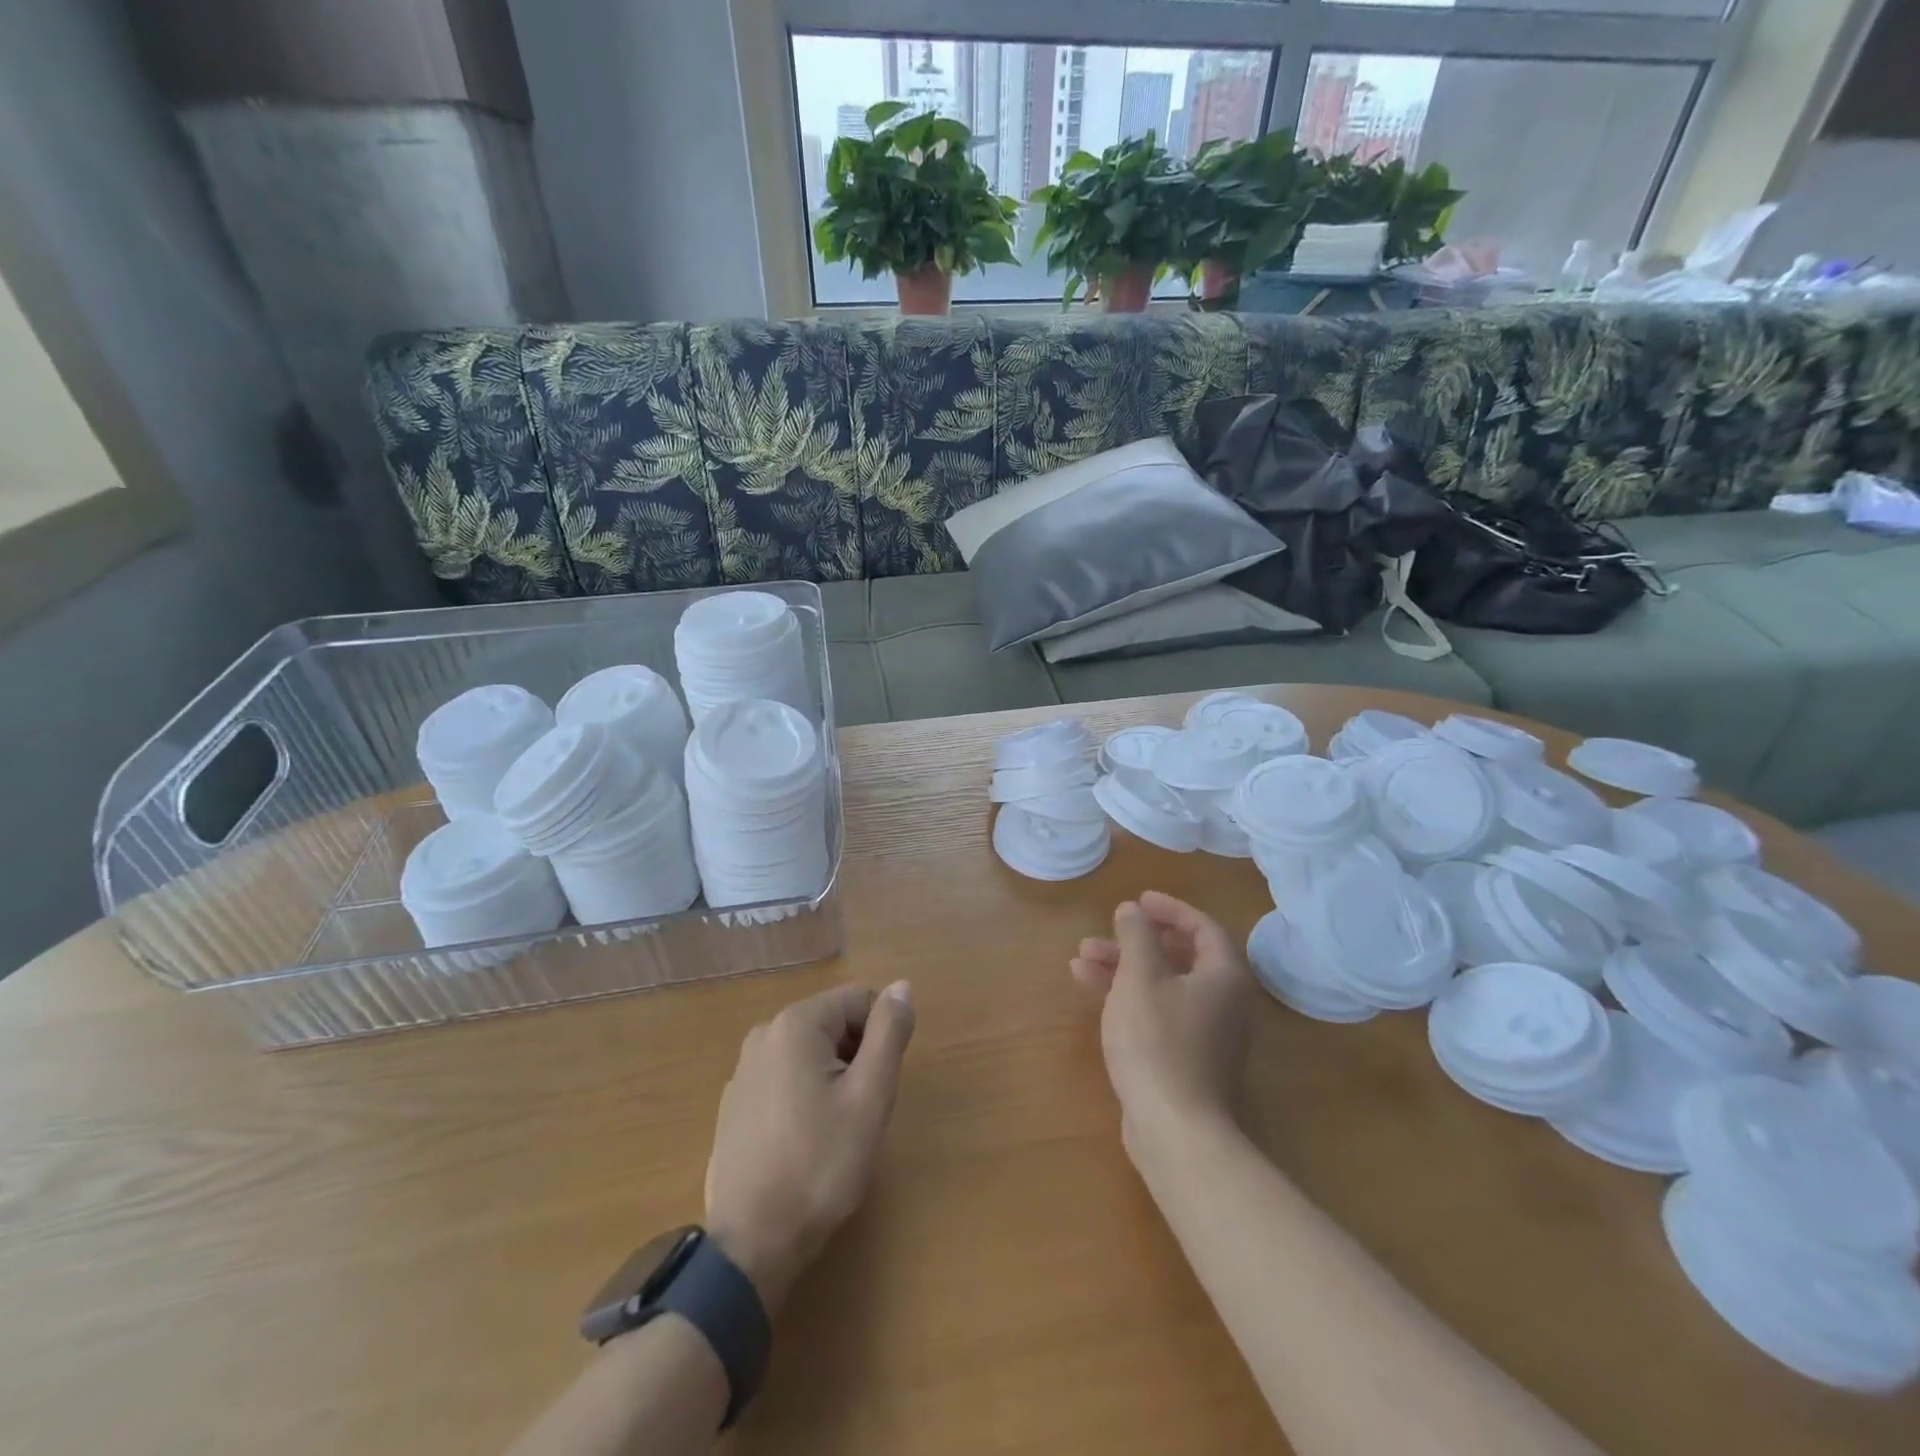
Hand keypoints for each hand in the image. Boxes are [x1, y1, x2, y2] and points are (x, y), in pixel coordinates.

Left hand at [704, 982, 915, 1313]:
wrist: (752, 1244)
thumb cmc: (820, 1164)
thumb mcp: (870, 1096)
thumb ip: (889, 1033)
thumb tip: (902, 986)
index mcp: (796, 1024)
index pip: (859, 1000)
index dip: (881, 1037)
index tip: (878, 1085)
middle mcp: (763, 1034)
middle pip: (833, 1024)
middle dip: (856, 1057)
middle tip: (861, 1111)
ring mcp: (743, 1070)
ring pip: (809, 1054)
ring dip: (832, 1078)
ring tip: (834, 1130)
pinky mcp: (734, 1105)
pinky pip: (784, 1079)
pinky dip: (803, 1097)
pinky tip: (803, 1143)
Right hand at [1071, 892, 1250, 1140]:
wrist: (1174, 1129)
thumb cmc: (1158, 1042)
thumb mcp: (1140, 978)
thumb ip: (1136, 936)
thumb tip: (1132, 909)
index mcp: (1222, 976)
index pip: (1203, 927)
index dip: (1170, 909)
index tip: (1138, 900)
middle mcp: (1222, 1001)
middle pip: (1179, 956)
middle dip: (1137, 941)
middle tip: (1106, 930)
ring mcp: (1204, 1033)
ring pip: (1162, 984)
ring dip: (1124, 967)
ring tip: (1081, 957)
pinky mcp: (1184, 1058)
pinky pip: (1156, 1011)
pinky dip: (1127, 995)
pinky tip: (1089, 987)